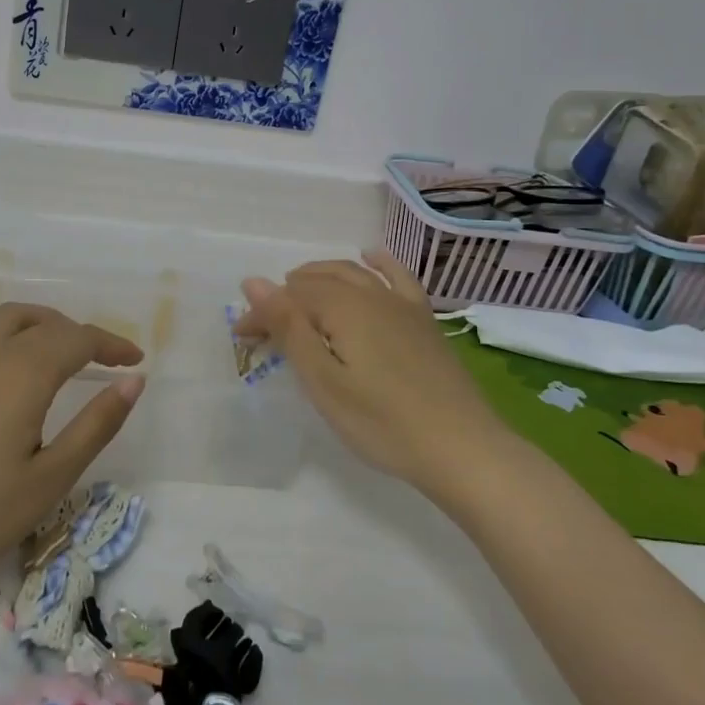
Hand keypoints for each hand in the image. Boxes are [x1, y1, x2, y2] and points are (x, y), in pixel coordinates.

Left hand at [0, 304, 144, 591]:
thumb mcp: (50, 477)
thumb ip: (96, 425)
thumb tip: (133, 381)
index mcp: (23, 372)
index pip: (78, 339)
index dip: (111, 345)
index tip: (135, 361)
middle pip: (43, 321)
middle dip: (78, 334)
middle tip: (100, 361)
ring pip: (6, 319)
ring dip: (41, 326)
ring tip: (58, 355)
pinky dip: (6, 334)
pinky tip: (5, 367)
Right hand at [236, 250, 491, 489]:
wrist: (462, 448)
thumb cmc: (382, 422)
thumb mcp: (323, 381)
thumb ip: (288, 328)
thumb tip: (254, 282)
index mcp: (341, 307)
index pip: (288, 297)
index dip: (261, 313)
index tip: (242, 339)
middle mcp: (370, 294)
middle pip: (318, 281)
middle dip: (285, 297)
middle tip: (265, 326)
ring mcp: (402, 304)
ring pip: (352, 273)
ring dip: (320, 276)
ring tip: (298, 289)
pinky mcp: (424, 319)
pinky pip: (398, 276)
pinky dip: (379, 262)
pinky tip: (370, 256)